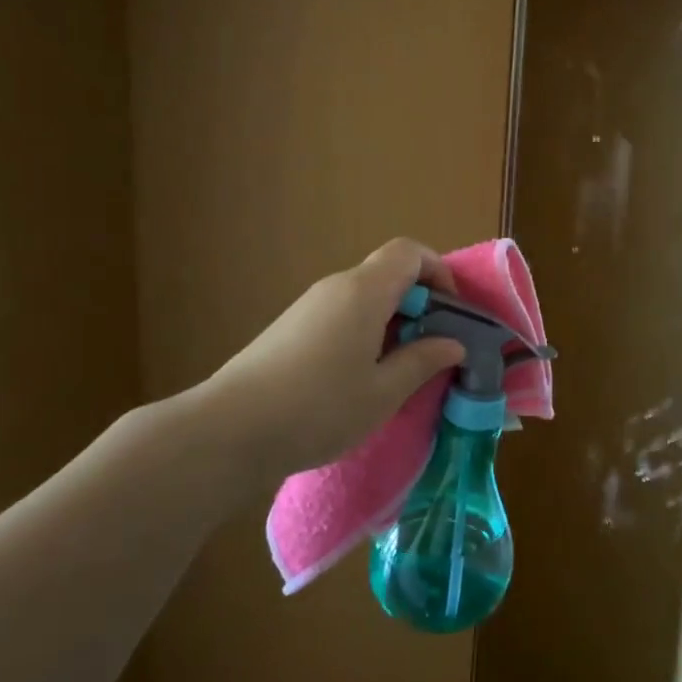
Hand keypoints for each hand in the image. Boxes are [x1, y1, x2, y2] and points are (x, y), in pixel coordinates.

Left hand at [196, 240, 466, 481]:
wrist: (229, 430)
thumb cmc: (318, 408)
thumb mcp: (383, 392)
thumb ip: (422, 361)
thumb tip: (453, 344)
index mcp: (364, 292)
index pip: (409, 252)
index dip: (438, 272)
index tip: (451, 312)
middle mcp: (336, 287)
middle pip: (388, 273)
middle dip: (420, 302)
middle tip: (433, 348)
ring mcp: (309, 306)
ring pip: (364, 296)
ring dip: (392, 321)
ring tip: (400, 368)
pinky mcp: (290, 327)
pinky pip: (341, 313)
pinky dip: (365, 331)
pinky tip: (359, 377)